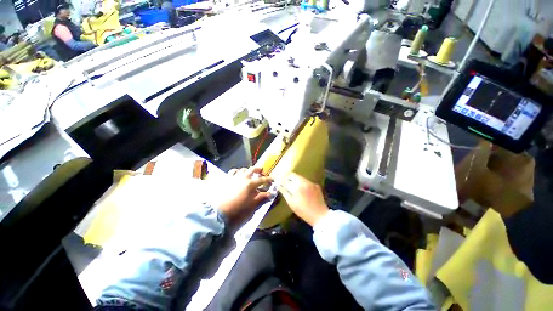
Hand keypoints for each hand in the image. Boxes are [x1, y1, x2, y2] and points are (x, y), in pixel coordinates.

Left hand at [218, 167, 272, 228]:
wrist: (219, 213)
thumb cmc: (238, 210)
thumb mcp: (253, 205)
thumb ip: (262, 198)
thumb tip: (270, 194)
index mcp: (250, 183)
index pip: (262, 179)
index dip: (268, 179)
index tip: (272, 179)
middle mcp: (243, 177)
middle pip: (252, 170)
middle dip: (258, 170)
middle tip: (261, 171)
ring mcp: (234, 177)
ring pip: (242, 169)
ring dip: (247, 170)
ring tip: (249, 173)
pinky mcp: (226, 180)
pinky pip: (232, 172)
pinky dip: (237, 171)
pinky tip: (237, 174)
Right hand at [279, 172, 328, 226]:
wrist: (320, 215)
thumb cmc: (303, 211)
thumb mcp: (291, 203)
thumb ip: (284, 192)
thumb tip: (279, 185)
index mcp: (297, 186)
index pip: (286, 179)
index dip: (281, 180)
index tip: (278, 182)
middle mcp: (304, 181)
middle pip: (293, 175)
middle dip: (287, 178)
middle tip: (285, 183)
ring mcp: (310, 182)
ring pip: (299, 177)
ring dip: (295, 180)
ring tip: (293, 187)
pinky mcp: (315, 185)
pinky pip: (306, 181)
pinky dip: (302, 183)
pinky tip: (302, 190)